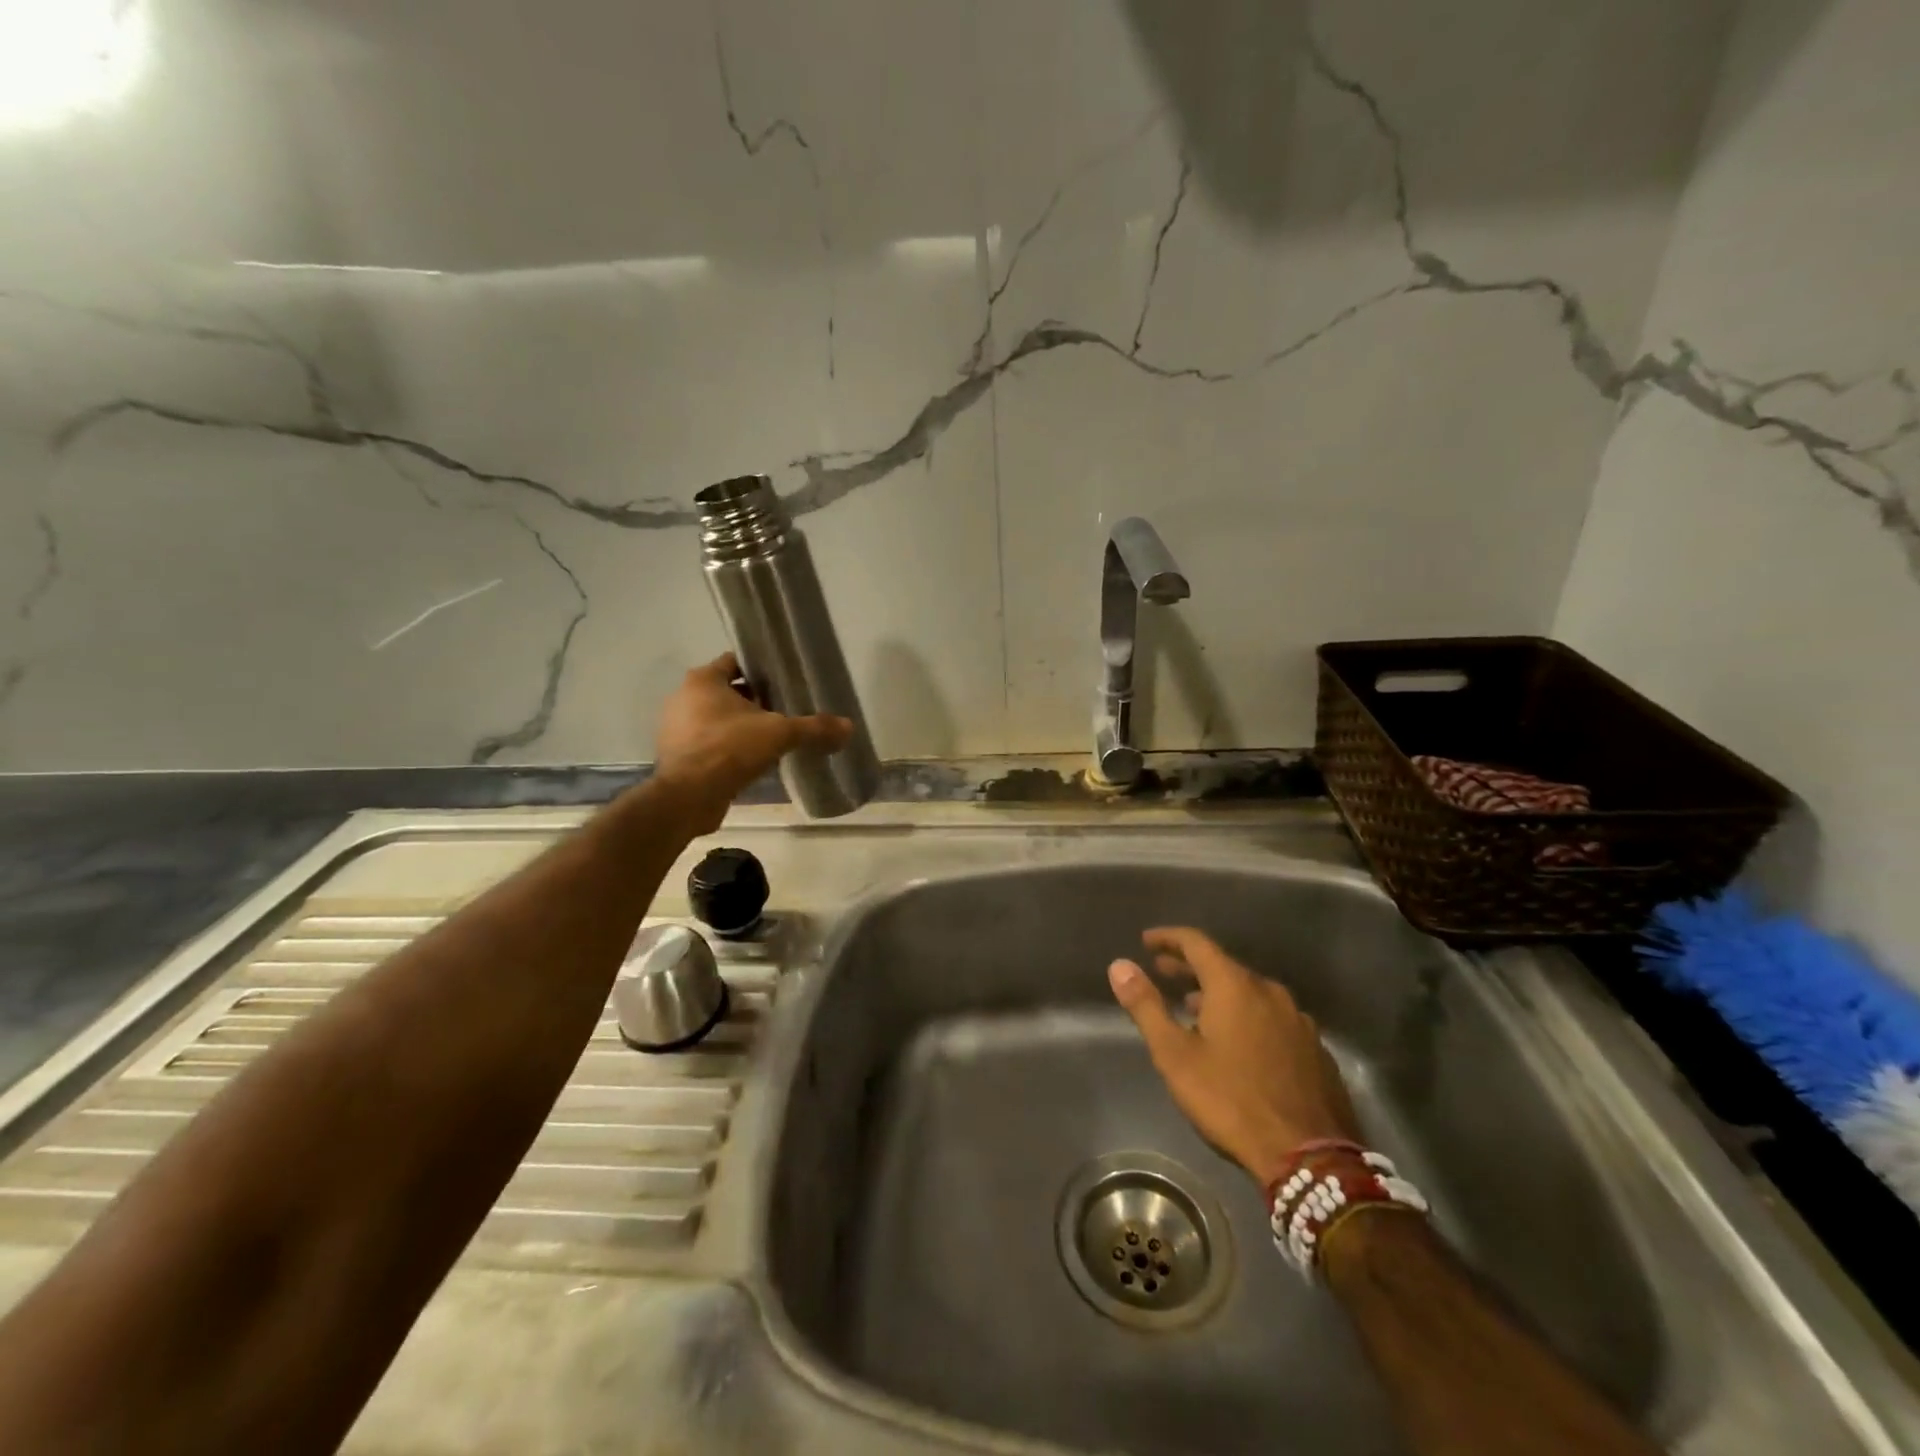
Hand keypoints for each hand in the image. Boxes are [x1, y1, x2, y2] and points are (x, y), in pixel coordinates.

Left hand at [654, 653, 852, 831]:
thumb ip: (814, 728)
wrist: (689, 796)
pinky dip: (727, 748)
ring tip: (771, 737)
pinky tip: (751, 761)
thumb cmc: (730, 749)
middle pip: (726, 691)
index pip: (735, 662)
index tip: (784, 681)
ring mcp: (676, 728)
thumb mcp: (780, 734)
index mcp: (703, 680)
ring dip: (739, 726)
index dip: (760, 670)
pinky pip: (708, 743)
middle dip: (753, 700)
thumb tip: (849, 727)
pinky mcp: (677, 756)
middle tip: (783, 710)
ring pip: (716, 719)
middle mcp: (684, 698)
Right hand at [1109, 927, 1360, 1187]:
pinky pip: (1272, 1018)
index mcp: (1234, 985)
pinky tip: (1238, 1043)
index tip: (1147, 941)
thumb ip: (1146, 1006)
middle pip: (1224, 966)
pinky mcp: (1315, 1049)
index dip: (1169, 938)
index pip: (1196, 943)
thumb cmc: (1231, 1100)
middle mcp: (1269, 991)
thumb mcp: (1175, 1055)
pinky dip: (1247, 1017)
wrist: (1310, 1158)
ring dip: (1219, 994)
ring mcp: (1298, 1020)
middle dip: (1190, 967)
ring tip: (1194, 1009)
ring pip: (1250, 994)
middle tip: (1162, 970)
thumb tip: (1119, 965)